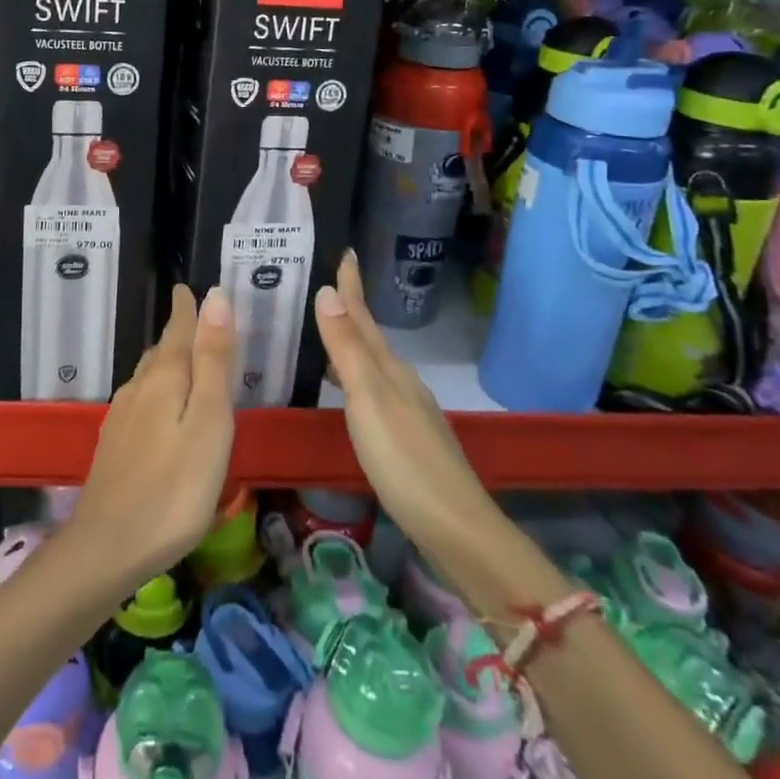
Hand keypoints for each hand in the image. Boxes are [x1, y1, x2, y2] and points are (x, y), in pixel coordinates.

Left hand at [68, 285, 235, 590]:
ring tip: (186, 358)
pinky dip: (158, 391)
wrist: (107, 548)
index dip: (187, 307)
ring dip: (167, 361)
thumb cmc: (174, 488)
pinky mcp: (115, 445)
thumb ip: (213, 360)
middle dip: (178, 331)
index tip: (187, 286)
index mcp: (165, 378)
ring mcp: (122, 418)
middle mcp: (138, 388)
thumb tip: (215, 296)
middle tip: (196, 318)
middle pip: (162, 350)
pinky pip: (141, 401)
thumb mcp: (209, 422)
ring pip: (149, 376)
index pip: (178, 328)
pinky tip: (161, 410)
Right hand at [313, 251, 491, 562]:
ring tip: (326, 335)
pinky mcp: (407, 440)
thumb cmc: (405, 459)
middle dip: (349, 312)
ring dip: (351, 346)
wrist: (455, 527)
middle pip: (370, 338)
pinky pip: (374, 392)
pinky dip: (356, 379)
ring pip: (373, 366)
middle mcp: (401, 383)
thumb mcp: (369, 399)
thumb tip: (328, 292)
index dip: (352, 286)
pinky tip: (347, 393)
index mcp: (390, 370)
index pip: (364, 318)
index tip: (345, 251)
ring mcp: (408, 412)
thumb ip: (348, 349)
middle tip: (324, 289)